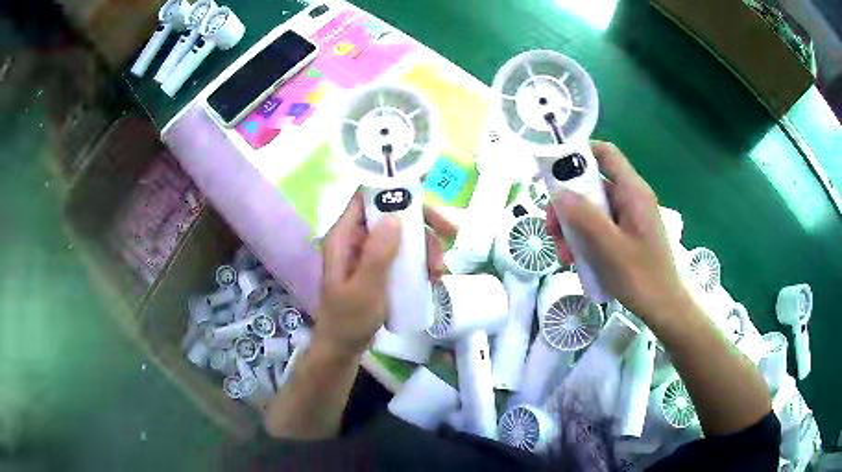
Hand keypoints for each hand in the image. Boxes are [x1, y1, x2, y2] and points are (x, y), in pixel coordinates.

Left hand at [313, 193, 453, 357]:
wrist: (344, 347)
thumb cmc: (348, 320)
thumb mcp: (364, 289)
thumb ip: (378, 254)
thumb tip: (396, 216)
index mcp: (344, 236)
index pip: (367, 197)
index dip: (393, 188)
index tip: (424, 194)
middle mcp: (357, 238)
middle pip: (393, 214)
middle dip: (422, 226)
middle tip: (447, 240)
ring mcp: (370, 253)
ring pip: (403, 235)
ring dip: (426, 248)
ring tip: (438, 273)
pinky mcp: (381, 267)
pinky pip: (405, 254)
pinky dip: (421, 262)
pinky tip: (433, 279)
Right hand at [546, 141, 687, 320]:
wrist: (664, 308)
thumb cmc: (642, 278)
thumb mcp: (610, 248)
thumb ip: (585, 217)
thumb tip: (558, 192)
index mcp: (632, 192)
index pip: (605, 153)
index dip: (578, 155)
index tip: (553, 175)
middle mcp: (630, 198)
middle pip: (591, 185)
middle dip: (567, 204)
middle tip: (552, 230)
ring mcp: (628, 217)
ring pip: (591, 208)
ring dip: (572, 227)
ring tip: (564, 255)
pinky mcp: (625, 234)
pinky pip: (599, 226)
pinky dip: (583, 239)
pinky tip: (575, 260)